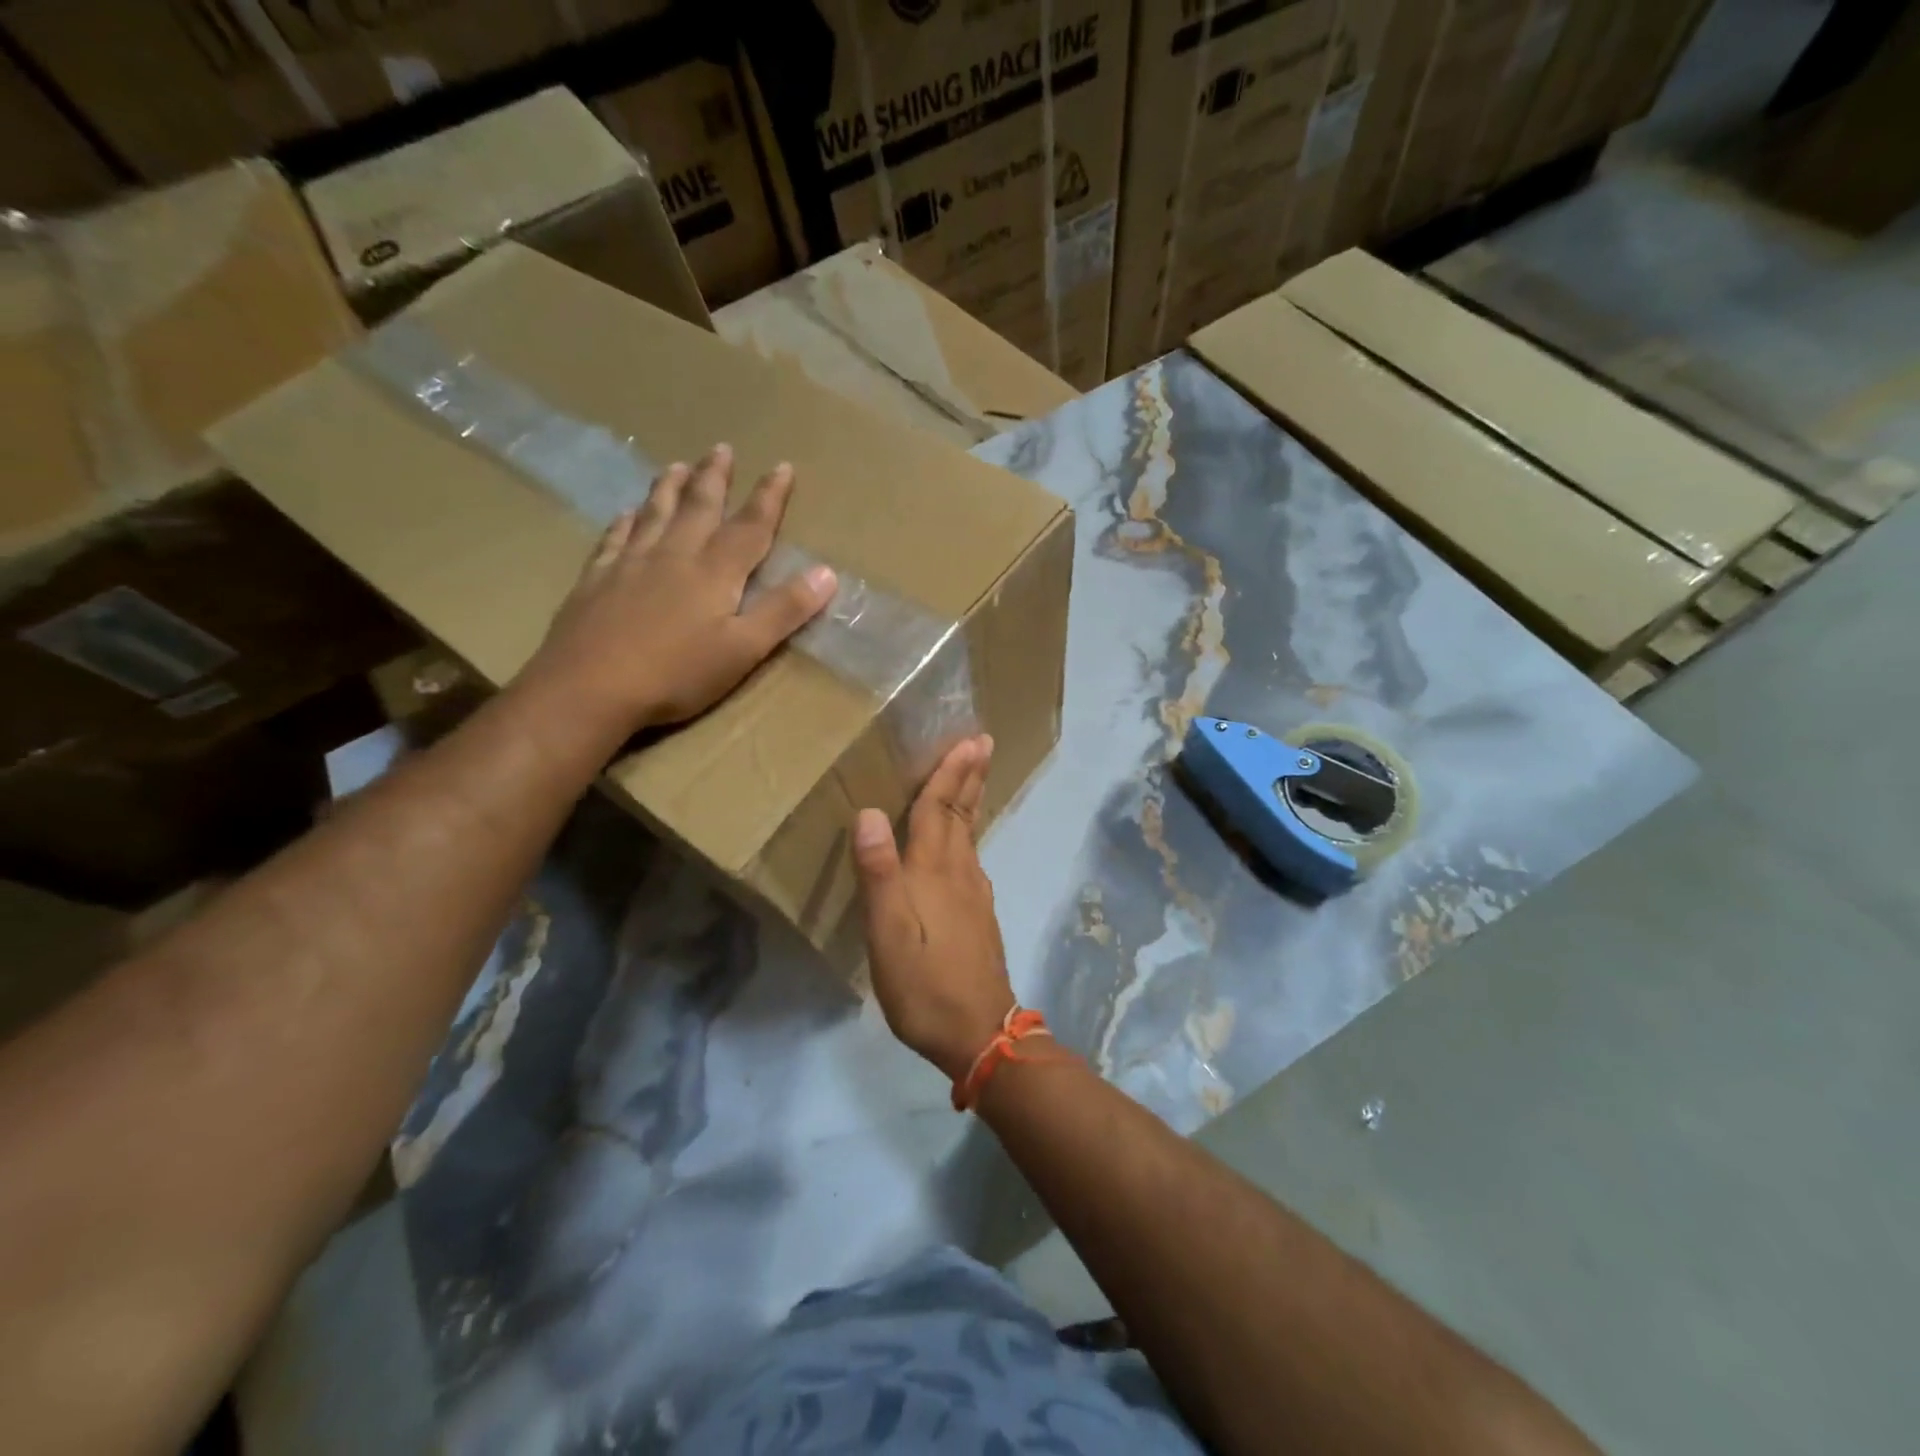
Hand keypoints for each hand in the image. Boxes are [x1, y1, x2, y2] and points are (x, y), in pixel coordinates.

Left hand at [524, 445, 836, 735]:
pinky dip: (625, 520)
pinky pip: (615, 537)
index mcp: (714, 572)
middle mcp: (674, 555)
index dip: (769, 496)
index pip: (750, 526)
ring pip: (655, 513)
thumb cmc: (676, 674)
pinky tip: (626, 513)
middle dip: (715, 477)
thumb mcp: (743, 649)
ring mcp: (630, 563)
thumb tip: (827, 572)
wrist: (588, 688)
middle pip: (699, 507)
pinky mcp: (596, 579)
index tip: (783, 467)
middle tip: (721, 448)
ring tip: (676, 464)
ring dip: (669, 487)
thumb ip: (784, 610)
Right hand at [853, 736, 1015, 1081]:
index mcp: (934, 871)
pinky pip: (971, 858)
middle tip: (982, 743)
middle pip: (963, 815)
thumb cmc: (924, 983)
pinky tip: (963, 845)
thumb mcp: (887, 932)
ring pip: (970, 835)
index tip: (968, 740)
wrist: (978, 1032)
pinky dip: (967, 834)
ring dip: (970, 800)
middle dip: (970, 776)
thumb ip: (879, 873)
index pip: (939, 810)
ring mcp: (974, 895)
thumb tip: (869, 813)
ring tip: (970, 779)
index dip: (949, 773)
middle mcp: (960, 873)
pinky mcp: (978, 916)